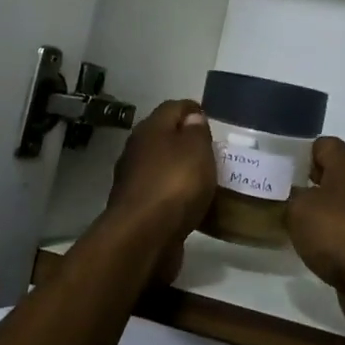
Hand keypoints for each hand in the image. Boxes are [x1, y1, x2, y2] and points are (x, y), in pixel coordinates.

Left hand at [104, 100, 215, 260]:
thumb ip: (197, 131)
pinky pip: (160, 193)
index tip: (212, 121)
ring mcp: (133, 180)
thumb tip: (191, 118)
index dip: (193, 110)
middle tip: (212, 152)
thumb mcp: (197, 149)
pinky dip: (174, 195)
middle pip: (164, 137)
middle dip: (186, 141)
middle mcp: (137, 150)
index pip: (173, 107)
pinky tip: (190, 205)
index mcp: (150, 128)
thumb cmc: (175, 184)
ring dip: (179, 170)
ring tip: (205, 180)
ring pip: (161, 166)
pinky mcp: (135, 208)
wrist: (143, 237)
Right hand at [286, 138, 344, 340]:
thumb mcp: (300, 208)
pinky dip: (326, 241)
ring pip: (334, 208)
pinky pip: (341, 235)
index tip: (273, 170)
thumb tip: (291, 196)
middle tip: (271, 197)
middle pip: (327, 176)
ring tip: (282, 224)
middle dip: (301, 186)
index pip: (320, 145)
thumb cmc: (341, 231)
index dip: (296, 155)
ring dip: (313, 217)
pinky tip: (305, 249)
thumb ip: (290, 197)